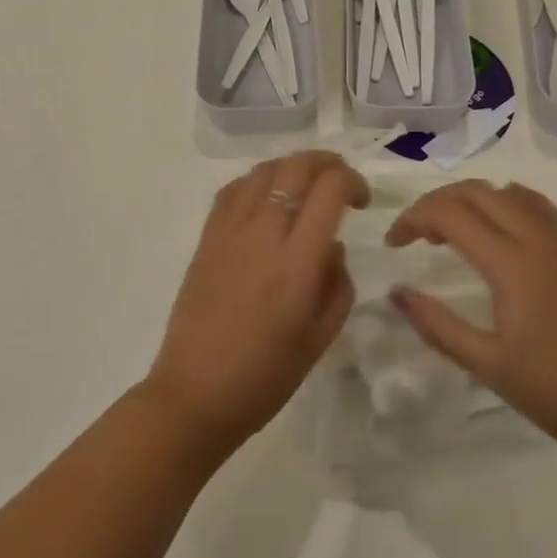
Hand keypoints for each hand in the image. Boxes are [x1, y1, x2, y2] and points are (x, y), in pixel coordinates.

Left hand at [147, 151, 368, 454]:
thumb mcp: (322, 337)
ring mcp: (230, 231)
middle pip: (296, 167)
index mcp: (297, 264)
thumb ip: (338, 282)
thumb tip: (331, 245)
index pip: (329, 190)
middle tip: (340, 182)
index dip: (352, 181)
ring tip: (305, 187)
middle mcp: (263, 235)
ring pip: (264, 170)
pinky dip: (258, 181)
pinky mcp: (207, 237)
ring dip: (292, 168)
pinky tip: (267, 199)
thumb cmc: (266, 376)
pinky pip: (234, 189)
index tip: (361, 201)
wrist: (195, 394)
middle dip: (327, 163)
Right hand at [386, 180, 556, 465]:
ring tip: (448, 229)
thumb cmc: (552, 392)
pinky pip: (534, 204)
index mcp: (512, 264)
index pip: (451, 215)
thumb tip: (396, 293)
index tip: (393, 244)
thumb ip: (437, 324)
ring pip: (505, 191)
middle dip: (436, 202)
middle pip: (476, 192)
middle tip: (413, 234)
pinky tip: (494, 227)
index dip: (414, 219)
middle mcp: (536, 239)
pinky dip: (503, 201)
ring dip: (469, 198)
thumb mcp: (486, 364)